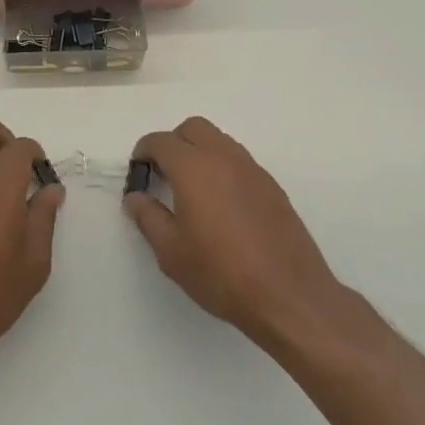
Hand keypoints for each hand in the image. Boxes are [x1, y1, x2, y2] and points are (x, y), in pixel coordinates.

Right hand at [126, 117, 345, 349]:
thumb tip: (135, 197)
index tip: (138, 174)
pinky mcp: (272, 186)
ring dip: (199, 152)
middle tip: (163, 175)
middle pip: (193, 128)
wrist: (289, 296)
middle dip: (173, 143)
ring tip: (191, 190)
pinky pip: (239, 161)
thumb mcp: (171, 252)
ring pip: (219, 140)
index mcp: (194, 167)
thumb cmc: (222, 273)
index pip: (161, 141)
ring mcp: (252, 169)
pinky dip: (222, 167)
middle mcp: (224, 157)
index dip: (143, 152)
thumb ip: (148, 217)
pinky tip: (221, 204)